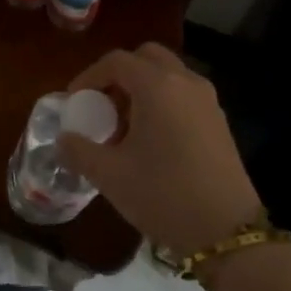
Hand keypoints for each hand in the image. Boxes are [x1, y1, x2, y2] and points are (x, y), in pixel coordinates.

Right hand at [57, 43, 261, 254]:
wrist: (226, 232)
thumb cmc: (162, 195)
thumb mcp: (109, 175)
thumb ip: (78, 150)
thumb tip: (64, 139)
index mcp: (157, 86)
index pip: (117, 61)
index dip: (90, 76)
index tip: (75, 101)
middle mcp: (185, 82)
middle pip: (147, 58)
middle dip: (120, 75)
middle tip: (103, 105)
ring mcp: (207, 100)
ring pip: (168, 75)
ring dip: (142, 89)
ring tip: (124, 128)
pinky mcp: (219, 121)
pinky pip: (184, 95)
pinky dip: (163, 102)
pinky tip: (152, 142)